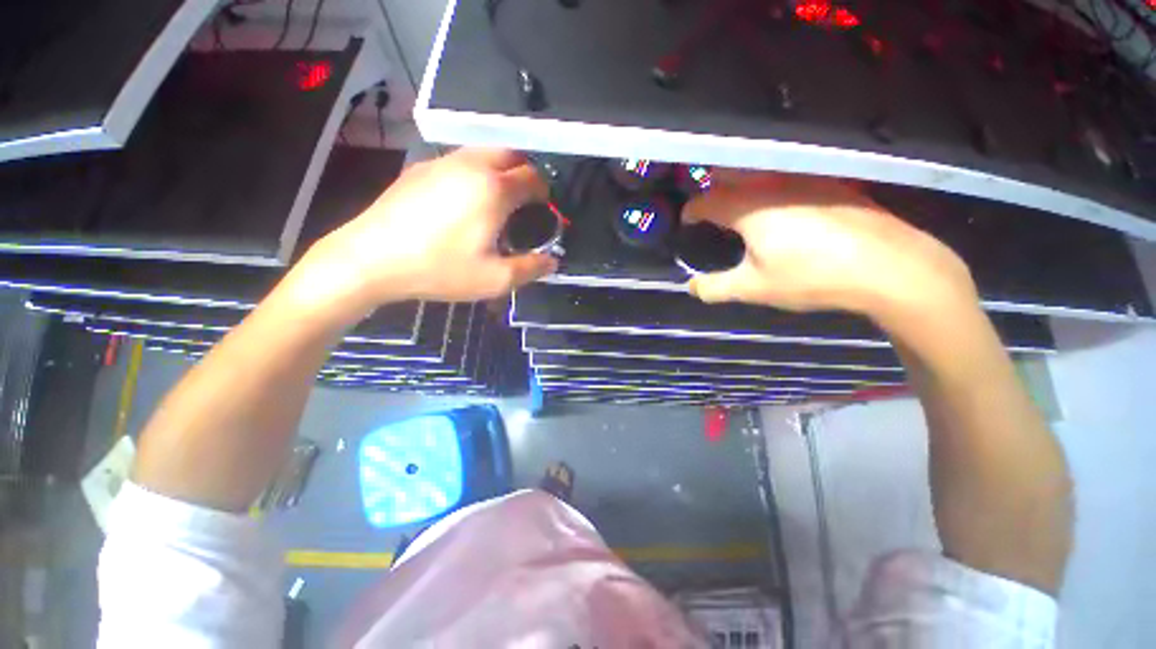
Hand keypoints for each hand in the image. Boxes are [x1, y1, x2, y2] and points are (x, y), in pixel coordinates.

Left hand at [298, 148, 556, 309]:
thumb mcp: (494, 279)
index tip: (544, 209)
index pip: (533, 178)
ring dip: (499, 169)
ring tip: (497, 200)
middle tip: (525, 201)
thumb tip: (553, 261)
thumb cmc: (439, 269)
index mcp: (494, 189)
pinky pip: (458, 161)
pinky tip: (463, 201)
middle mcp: (470, 165)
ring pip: (483, 152)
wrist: (370, 259)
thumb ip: (531, 269)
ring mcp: (441, 162)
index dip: (544, 192)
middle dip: (525, 172)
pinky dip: (474, 172)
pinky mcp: (419, 169)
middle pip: (510, 153)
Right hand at [684, 170, 977, 321]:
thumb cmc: (812, 277)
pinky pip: (788, 179)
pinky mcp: (832, 186)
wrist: (891, 267)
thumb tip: (691, 287)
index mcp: (750, 209)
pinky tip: (781, 209)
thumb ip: (714, 288)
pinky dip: (770, 190)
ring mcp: (808, 181)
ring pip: (761, 176)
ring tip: (738, 208)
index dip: (692, 210)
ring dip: (742, 187)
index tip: (686, 220)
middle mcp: (775, 186)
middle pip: (733, 177)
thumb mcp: (754, 289)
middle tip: (708, 209)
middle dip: (714, 191)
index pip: (708, 201)